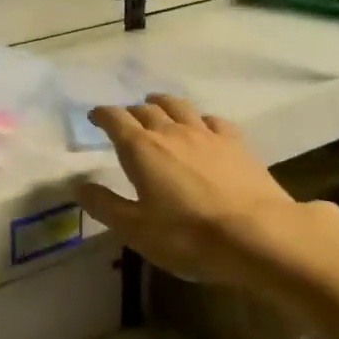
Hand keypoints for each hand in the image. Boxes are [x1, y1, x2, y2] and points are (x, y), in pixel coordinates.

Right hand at [77, 95, 308, 289]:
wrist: (259, 235)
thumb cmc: (188, 235)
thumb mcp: (136, 229)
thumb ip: (105, 205)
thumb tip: (79, 187)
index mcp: (141, 148)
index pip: (115, 119)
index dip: (102, 115)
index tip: (94, 116)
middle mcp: (170, 131)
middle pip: (145, 109)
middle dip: (130, 110)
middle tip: (124, 118)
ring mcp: (206, 135)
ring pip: (179, 106)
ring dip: (162, 103)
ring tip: (156, 104)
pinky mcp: (236, 145)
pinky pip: (213, 121)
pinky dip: (200, 119)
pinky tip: (203, 126)